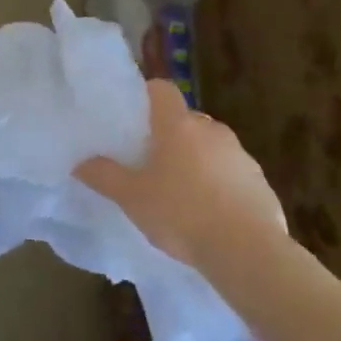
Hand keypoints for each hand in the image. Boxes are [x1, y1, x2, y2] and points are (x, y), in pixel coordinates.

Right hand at [75, 79, 286, 273]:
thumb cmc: (181, 213)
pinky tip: (207, 214)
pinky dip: (218, 184)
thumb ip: (104, 176)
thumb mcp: (132, 198)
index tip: (132, 116)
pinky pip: (231, 173)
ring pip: (210, 147)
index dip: (146, 95)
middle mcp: (212, 130)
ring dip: (195, 160)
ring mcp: (241, 155)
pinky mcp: (260, 182)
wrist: (247, 251)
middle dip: (168, 135)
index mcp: (179, 126)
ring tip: (178, 193)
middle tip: (149, 162)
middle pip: (185, 120)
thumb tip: (81, 163)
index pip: (162, 89)